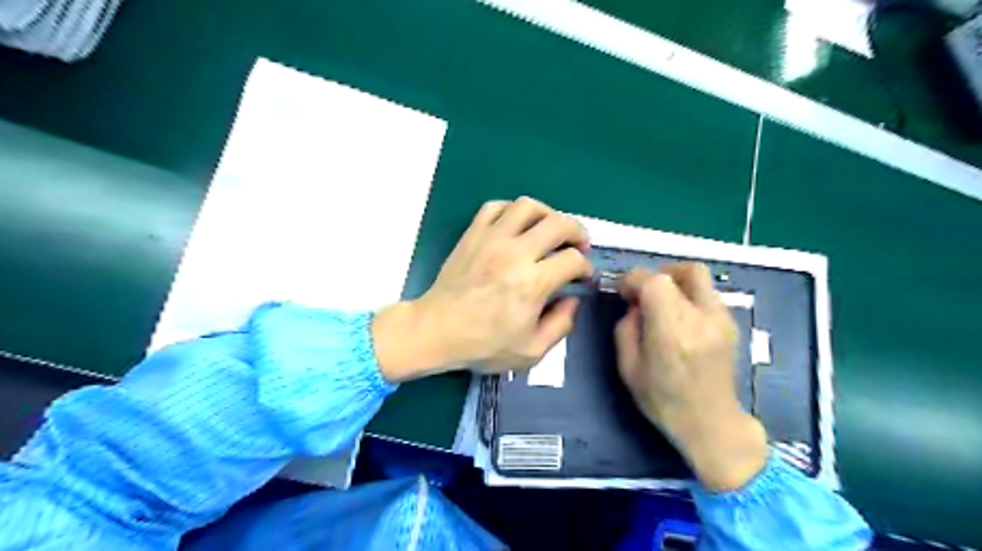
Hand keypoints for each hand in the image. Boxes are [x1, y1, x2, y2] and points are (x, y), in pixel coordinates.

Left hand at [374, 198, 590, 382]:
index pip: (573, 260)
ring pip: (528, 206)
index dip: (585, 267)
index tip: (581, 276)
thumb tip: (573, 299)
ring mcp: (491, 238)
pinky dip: (512, 210)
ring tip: (550, 229)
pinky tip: (517, 226)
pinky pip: (495, 206)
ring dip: (548, 214)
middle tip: (578, 246)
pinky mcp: (473, 234)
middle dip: (577, 232)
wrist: (437, 330)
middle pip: (559, 223)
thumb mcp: (531, 351)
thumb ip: (561, 325)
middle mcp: (515, 253)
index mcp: (533, 283)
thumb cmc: (483, 344)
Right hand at [611, 262, 766, 491]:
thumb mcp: (628, 367)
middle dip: (660, 273)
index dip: (634, 279)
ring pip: (700, 279)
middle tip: (645, 291)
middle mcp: (701, 318)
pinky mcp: (731, 324)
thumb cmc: (662, 400)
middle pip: (685, 271)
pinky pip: (708, 294)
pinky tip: (680, 318)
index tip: (623, 291)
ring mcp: (721, 319)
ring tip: (662, 304)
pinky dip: (689, 295)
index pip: (654, 282)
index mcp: (672, 330)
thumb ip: (626, 328)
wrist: (710, 424)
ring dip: (676, 283)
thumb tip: (635, 305)